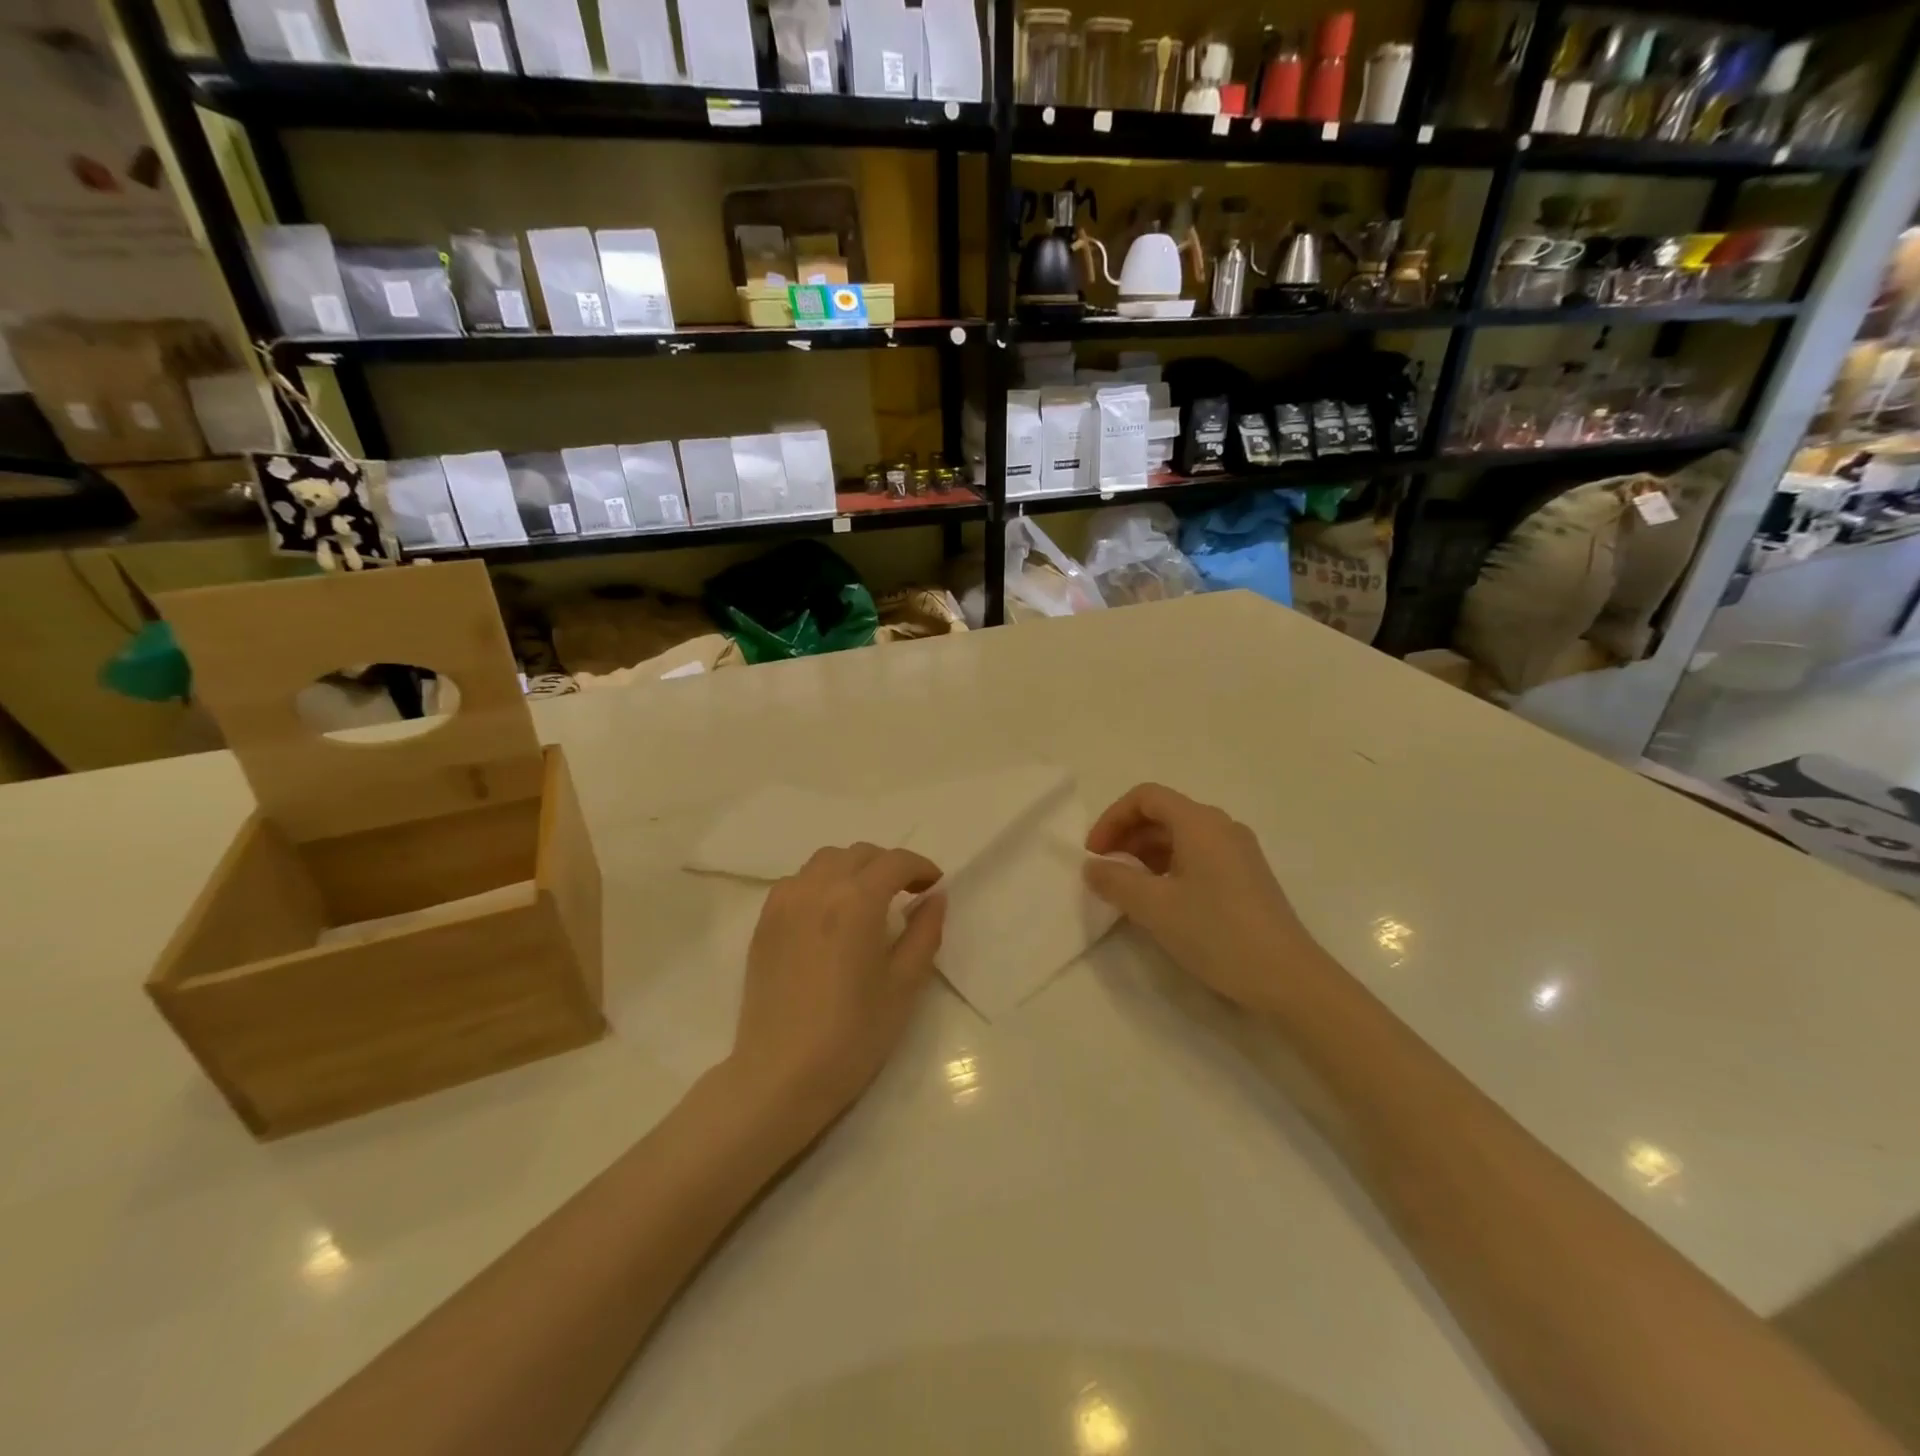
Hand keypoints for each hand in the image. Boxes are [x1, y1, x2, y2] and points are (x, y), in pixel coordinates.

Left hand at [730, 844, 945, 1136]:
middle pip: (859, 854)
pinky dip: (820, 883)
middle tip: (906, 894)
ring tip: (866, 901)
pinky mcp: (764, 922)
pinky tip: (829, 916)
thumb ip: (924, 932)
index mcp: (857, 901)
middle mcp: (817, 888)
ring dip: (853, 869)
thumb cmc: (853, 1034)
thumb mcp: (904, 985)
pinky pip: (797, 882)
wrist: (781, 1075)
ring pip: (825, 861)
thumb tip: (936, 897)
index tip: (933, 887)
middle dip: (888, 866)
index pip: (895, 862)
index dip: (921, 867)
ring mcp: (784, 902)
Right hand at [1084, 784, 1324, 1013]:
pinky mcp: (1246, 877)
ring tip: (1127, 888)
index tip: (1094, 853)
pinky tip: (1160, 900)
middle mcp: (1221, 827)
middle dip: (1127, 836)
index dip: (1112, 818)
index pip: (1145, 797)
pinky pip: (1198, 856)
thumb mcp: (1154, 907)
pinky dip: (1169, 867)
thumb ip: (1115, 881)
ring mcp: (1238, 852)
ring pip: (1180, 836)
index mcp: (1200, 822)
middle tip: (1104, 871)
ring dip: (1146, 854)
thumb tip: (1092, 867)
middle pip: (1163, 813)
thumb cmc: (1216, 933)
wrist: (1287, 978)